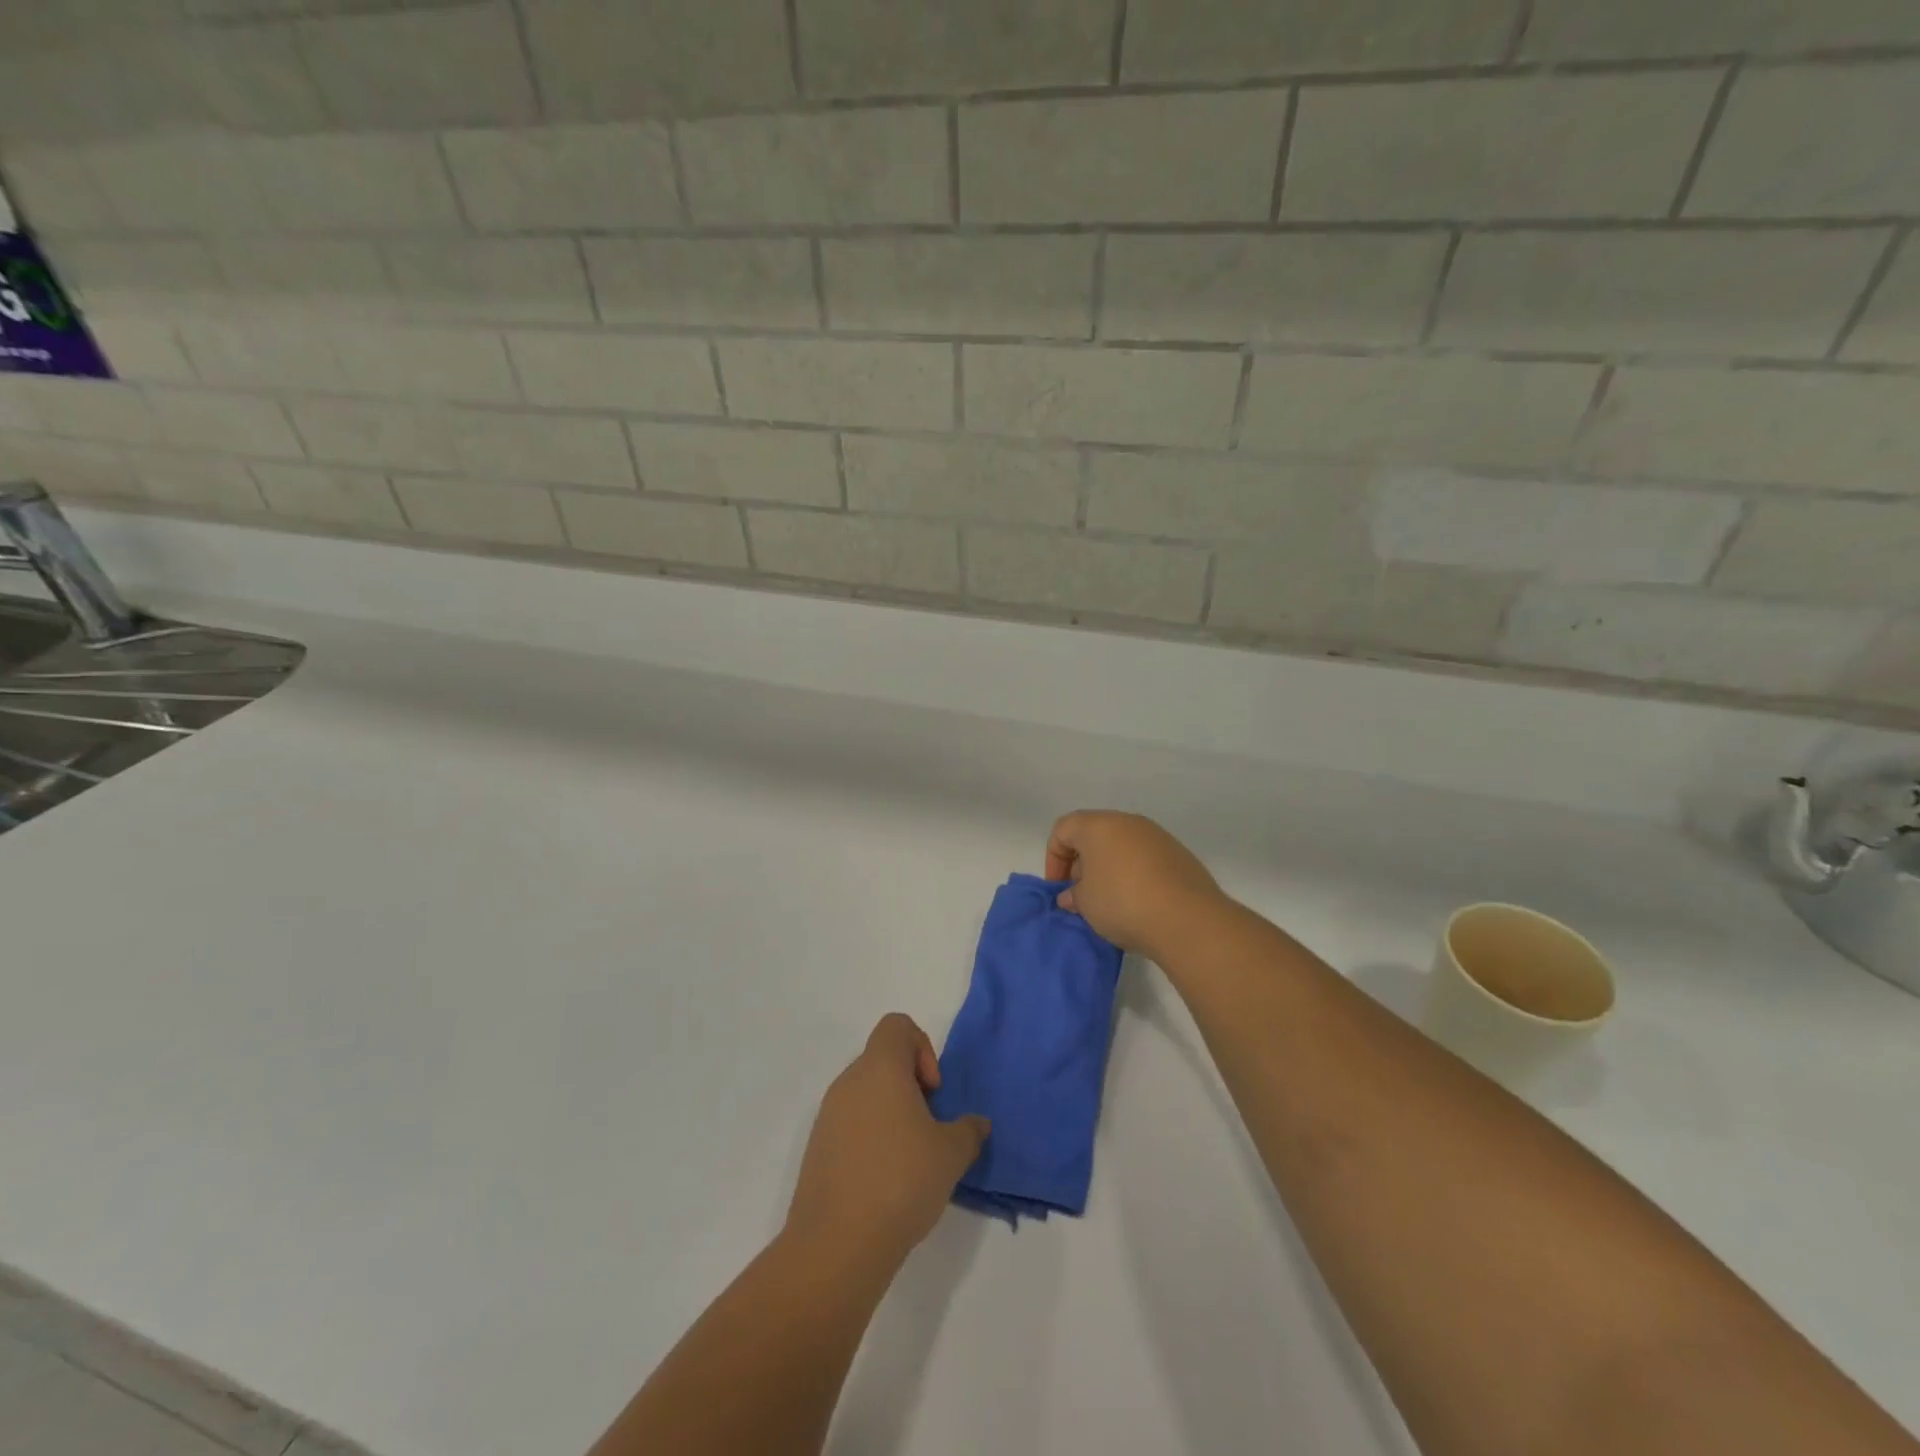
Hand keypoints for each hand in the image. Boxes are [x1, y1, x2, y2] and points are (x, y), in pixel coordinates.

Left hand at [785, 1014, 988, 1268]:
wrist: (836, 1245)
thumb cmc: (901, 1181)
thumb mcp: (951, 1154)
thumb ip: (969, 1130)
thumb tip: (976, 1123)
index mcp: (879, 1068)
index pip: (897, 1026)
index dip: (922, 1048)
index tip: (933, 1091)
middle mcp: (848, 1082)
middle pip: (882, 1060)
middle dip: (911, 1085)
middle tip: (929, 1127)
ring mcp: (828, 1116)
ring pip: (866, 1094)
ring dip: (891, 1114)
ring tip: (910, 1158)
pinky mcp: (817, 1149)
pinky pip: (850, 1125)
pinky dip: (870, 1139)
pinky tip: (886, 1181)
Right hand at [1045, 810, 1227, 957]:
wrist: (1188, 920)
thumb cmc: (1122, 903)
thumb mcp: (1085, 903)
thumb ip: (1073, 895)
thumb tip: (1072, 895)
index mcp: (1099, 825)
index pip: (1063, 829)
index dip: (1053, 858)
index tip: (1059, 888)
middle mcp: (1129, 822)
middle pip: (1094, 835)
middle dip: (1082, 864)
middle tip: (1081, 897)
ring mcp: (1158, 837)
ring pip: (1122, 847)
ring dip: (1108, 870)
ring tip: (1109, 903)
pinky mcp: (1179, 856)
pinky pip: (1145, 860)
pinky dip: (1134, 876)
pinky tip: (1137, 904)